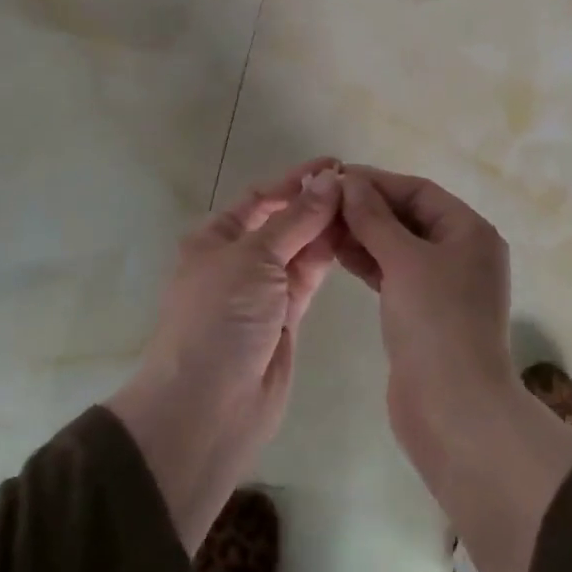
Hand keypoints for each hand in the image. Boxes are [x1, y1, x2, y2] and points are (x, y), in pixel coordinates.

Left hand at [108, 158, 343, 549]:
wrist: (208, 407)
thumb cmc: (219, 318)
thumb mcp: (254, 258)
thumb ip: (297, 219)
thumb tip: (331, 179)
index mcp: (216, 238)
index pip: (262, 197)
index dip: (296, 180)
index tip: (336, 164)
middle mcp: (238, 259)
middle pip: (283, 221)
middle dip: (316, 203)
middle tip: (361, 188)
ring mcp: (263, 290)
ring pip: (300, 249)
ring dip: (326, 228)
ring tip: (364, 208)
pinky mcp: (286, 318)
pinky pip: (308, 277)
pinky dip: (328, 257)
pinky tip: (354, 238)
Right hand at [335, 165, 517, 460]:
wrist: (453, 409)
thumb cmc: (436, 321)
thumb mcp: (404, 260)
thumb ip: (374, 218)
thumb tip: (349, 181)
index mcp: (470, 231)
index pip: (419, 191)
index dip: (377, 181)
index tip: (334, 177)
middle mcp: (462, 252)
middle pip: (409, 216)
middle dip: (367, 208)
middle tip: (322, 202)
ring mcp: (444, 285)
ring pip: (399, 246)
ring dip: (364, 234)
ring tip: (323, 225)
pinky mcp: (424, 312)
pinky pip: (394, 273)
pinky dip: (369, 262)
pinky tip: (338, 254)